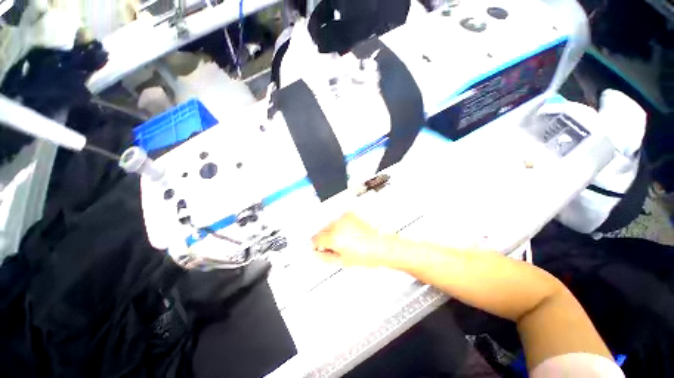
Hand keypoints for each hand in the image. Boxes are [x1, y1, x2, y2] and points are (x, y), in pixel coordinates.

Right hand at [312, 213, 393, 266]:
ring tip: (345, 239)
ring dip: (332, 230)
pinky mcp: (351, 214)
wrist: (382, 246)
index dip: (316, 244)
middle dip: (324, 237)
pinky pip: (339, 219)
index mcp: (334, 237)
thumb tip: (317, 253)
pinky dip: (341, 225)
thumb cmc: (367, 255)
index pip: (315, 238)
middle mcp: (338, 225)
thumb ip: (324, 257)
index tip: (319, 247)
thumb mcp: (342, 261)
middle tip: (334, 245)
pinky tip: (350, 233)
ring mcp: (344, 218)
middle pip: (321, 229)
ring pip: (330, 223)